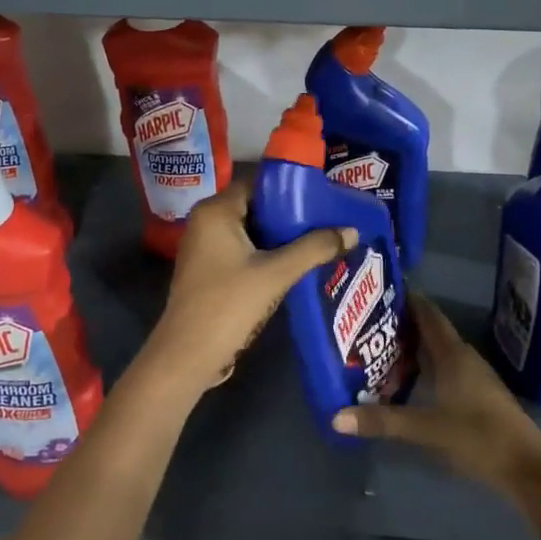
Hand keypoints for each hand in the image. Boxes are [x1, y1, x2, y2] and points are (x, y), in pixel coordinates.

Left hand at [143, 181, 355, 392]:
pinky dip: (267, 253)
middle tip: (326, 219)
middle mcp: (206, 221)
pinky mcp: (209, 270)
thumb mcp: (276, 274)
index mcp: (216, 211)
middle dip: (290, 214)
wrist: (188, 356)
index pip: (258, 183)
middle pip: (256, 206)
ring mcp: (204, 247)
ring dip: (280, 237)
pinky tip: (294, 264)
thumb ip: (314, 248)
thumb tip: (352, 231)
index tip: (322, 196)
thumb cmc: (229, 304)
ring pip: (251, 231)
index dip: (291, 188)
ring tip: (318, 240)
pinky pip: (243, 250)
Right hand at [332, 292, 540, 528]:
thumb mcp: (426, 429)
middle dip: (402, 324)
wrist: (528, 468)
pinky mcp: (479, 394)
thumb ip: (383, 421)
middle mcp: (464, 357)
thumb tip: (335, 417)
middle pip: (431, 330)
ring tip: (380, 348)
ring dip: (414, 347)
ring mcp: (474, 376)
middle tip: (368, 322)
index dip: (406, 299)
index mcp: (452, 354)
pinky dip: (426, 366)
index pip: (427, 314)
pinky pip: (446, 368)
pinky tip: (409, 380)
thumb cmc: (478, 438)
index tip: (378, 291)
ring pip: (439, 351)